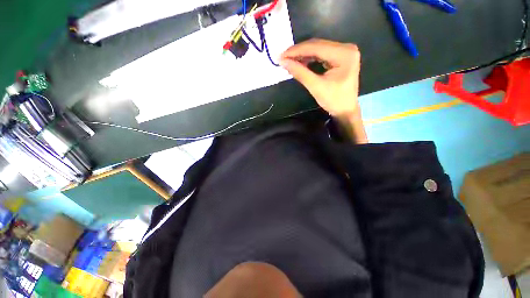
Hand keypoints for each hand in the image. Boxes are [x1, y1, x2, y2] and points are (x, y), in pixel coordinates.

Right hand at [280, 39, 360, 116]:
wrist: (345, 110)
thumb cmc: (334, 100)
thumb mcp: (316, 87)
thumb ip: (300, 73)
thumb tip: (283, 62)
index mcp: (344, 54)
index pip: (316, 47)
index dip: (297, 51)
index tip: (282, 55)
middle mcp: (346, 48)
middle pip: (318, 45)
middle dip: (299, 52)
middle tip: (283, 58)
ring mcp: (344, 52)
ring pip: (318, 49)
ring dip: (303, 55)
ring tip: (289, 61)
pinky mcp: (340, 58)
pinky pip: (321, 54)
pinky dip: (309, 59)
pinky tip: (300, 62)